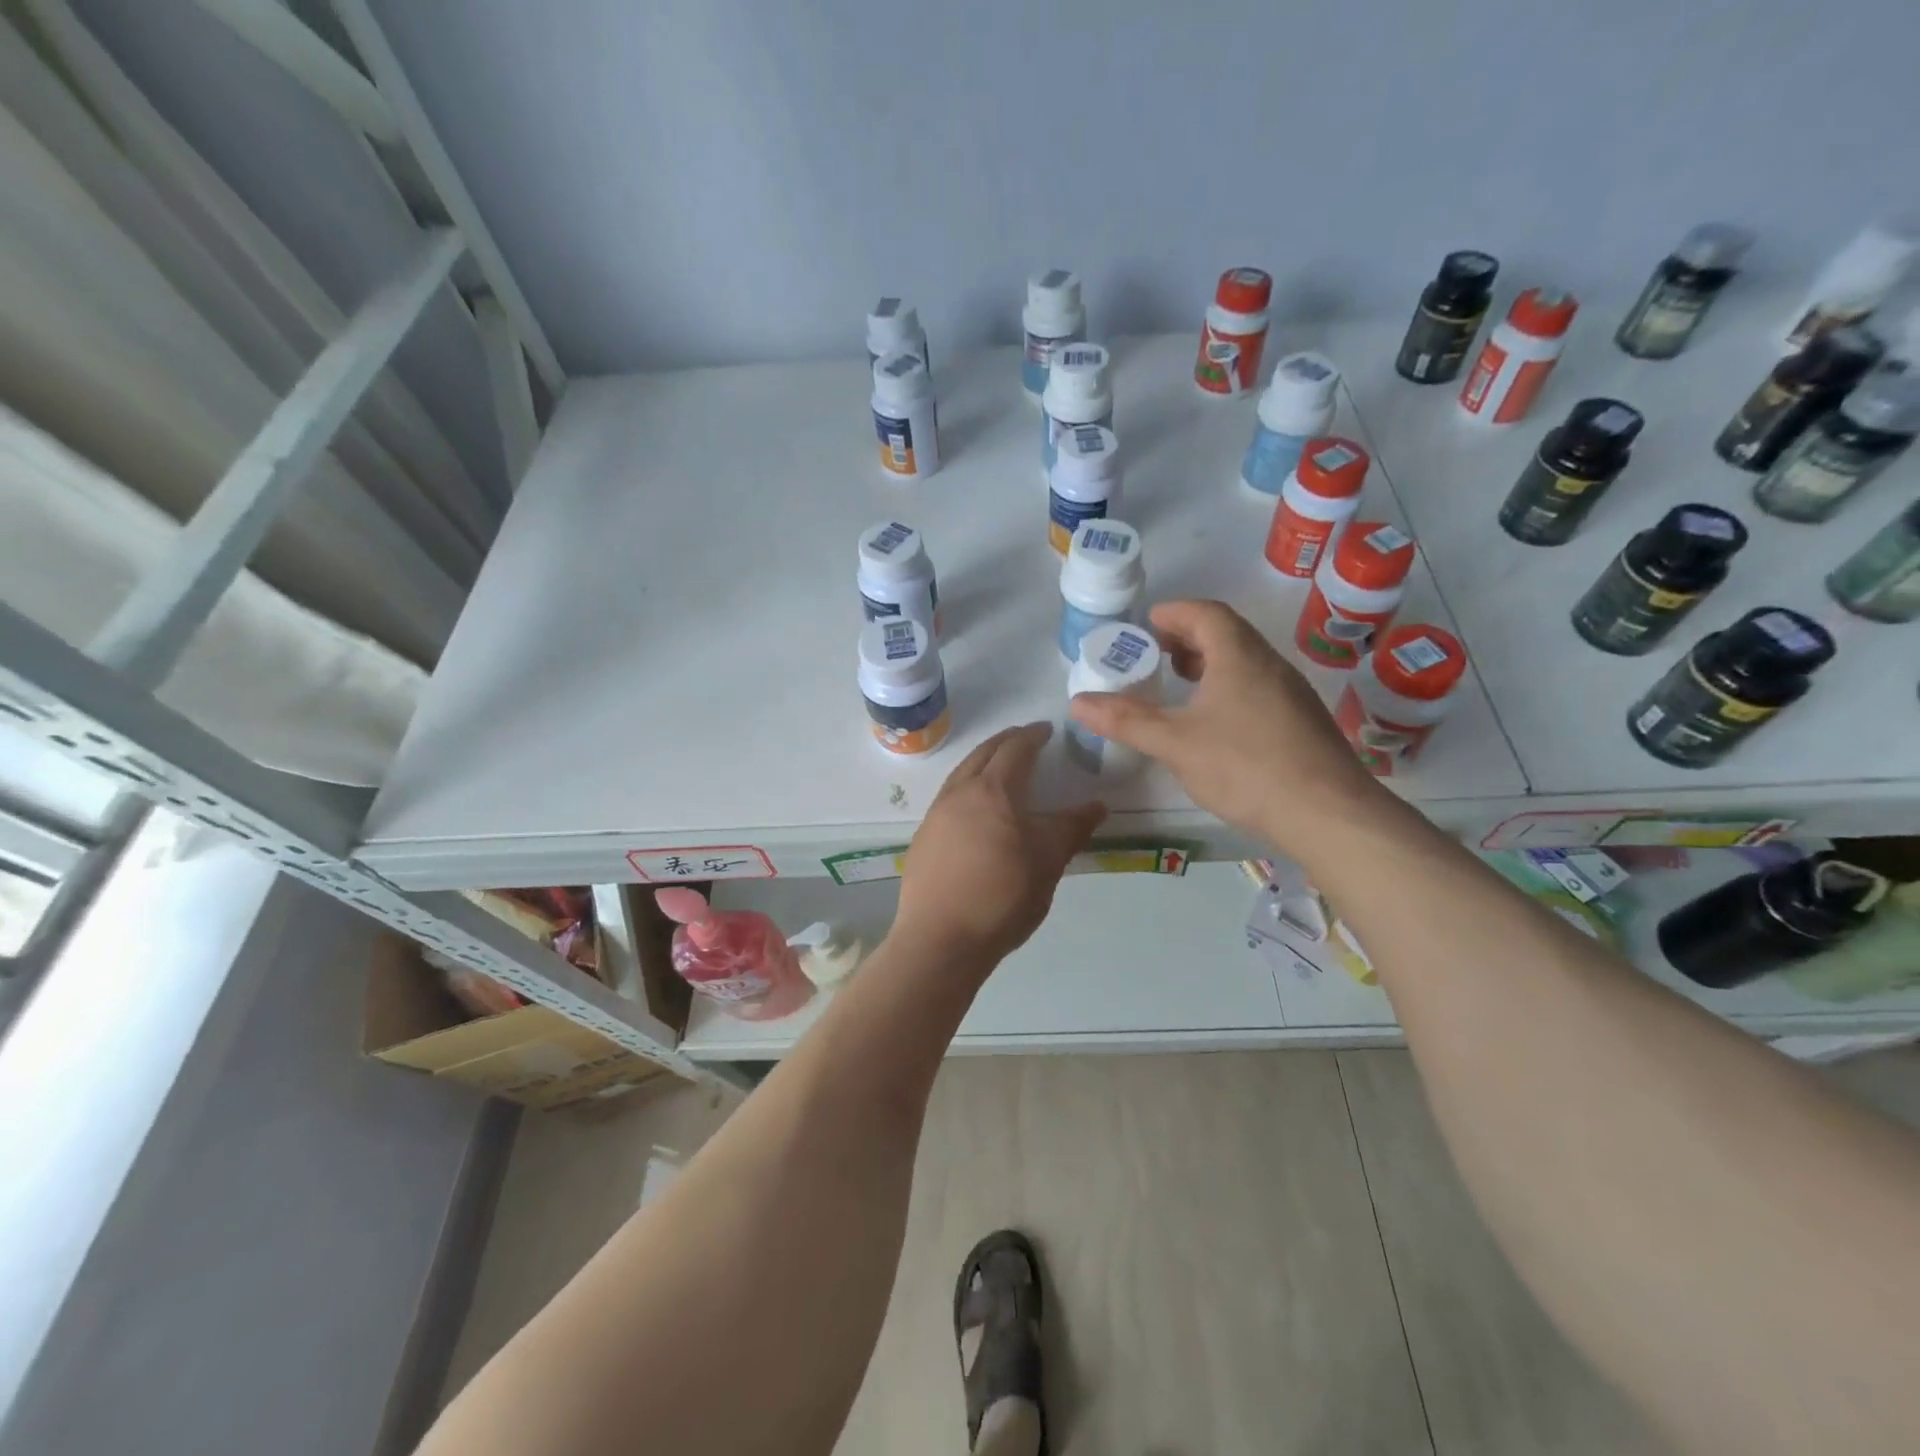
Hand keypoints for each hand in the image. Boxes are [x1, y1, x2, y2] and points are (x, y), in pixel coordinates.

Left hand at [894, 723, 1105, 963]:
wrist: (940, 939)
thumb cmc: (1002, 897)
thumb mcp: (1048, 862)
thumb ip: (1072, 829)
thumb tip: (1098, 805)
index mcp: (993, 791)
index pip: (1015, 749)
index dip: (1032, 736)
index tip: (1047, 730)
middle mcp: (959, 792)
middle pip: (983, 753)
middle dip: (1006, 741)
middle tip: (1025, 739)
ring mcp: (935, 815)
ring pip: (961, 773)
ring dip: (983, 762)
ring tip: (1001, 769)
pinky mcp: (923, 838)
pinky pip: (948, 797)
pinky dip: (967, 788)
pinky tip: (975, 810)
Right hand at [1068, 600, 1384, 854]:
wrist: (1327, 812)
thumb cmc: (1244, 766)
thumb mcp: (1174, 743)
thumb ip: (1126, 720)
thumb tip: (1077, 702)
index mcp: (1239, 656)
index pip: (1205, 613)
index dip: (1174, 612)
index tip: (1147, 624)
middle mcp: (1270, 664)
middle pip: (1228, 633)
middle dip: (1189, 637)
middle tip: (1158, 655)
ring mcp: (1292, 692)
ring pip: (1246, 661)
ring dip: (1211, 663)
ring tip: (1182, 687)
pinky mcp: (1302, 721)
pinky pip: (1259, 686)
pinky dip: (1230, 687)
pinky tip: (1216, 723)